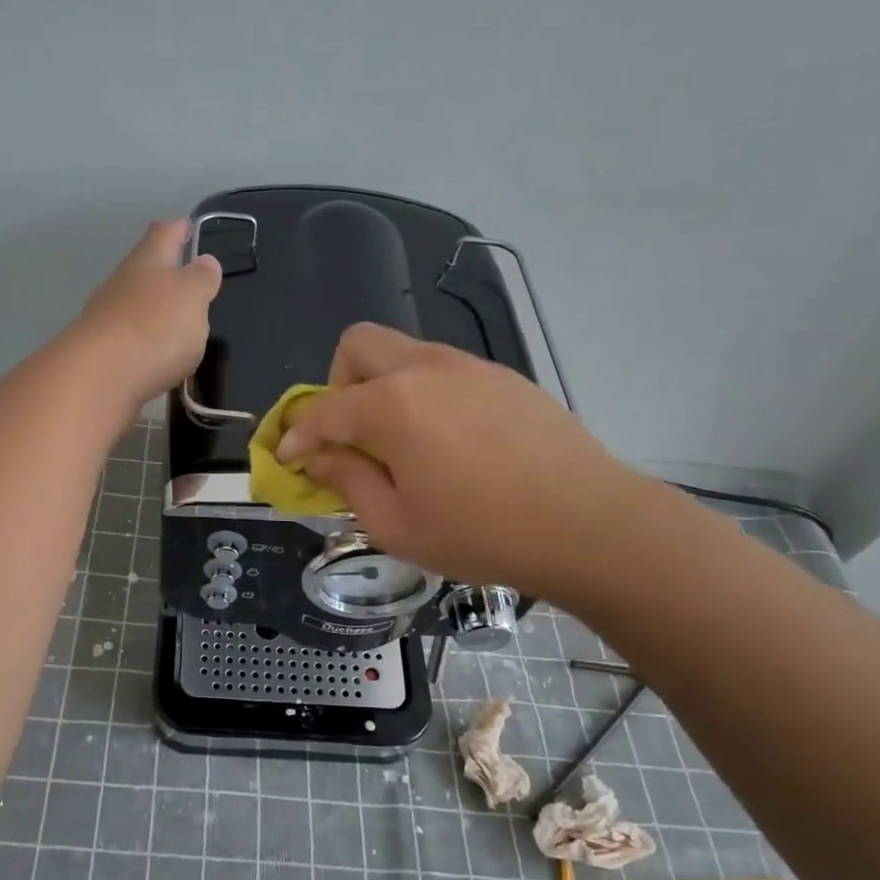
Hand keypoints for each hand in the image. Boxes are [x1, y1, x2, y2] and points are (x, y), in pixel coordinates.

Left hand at [63, 219, 222, 419]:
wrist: (96, 378)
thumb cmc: (153, 328)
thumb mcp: (192, 298)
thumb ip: (201, 279)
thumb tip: (205, 260)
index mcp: (147, 263)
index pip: (163, 236)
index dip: (176, 229)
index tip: (186, 223)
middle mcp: (121, 285)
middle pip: (141, 266)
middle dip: (159, 263)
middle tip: (175, 259)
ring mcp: (106, 319)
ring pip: (131, 301)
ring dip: (148, 301)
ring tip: (168, 307)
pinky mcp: (101, 354)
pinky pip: (127, 336)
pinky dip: (141, 335)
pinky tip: (152, 348)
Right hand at [275, 323, 644, 600]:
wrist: (590, 524)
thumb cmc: (483, 534)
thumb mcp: (397, 525)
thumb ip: (348, 482)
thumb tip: (318, 457)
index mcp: (392, 405)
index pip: (323, 409)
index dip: (297, 435)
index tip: (288, 458)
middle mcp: (426, 369)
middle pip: (358, 344)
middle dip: (336, 383)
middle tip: (348, 433)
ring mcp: (470, 366)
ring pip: (403, 352)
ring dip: (381, 386)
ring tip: (401, 442)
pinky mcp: (504, 377)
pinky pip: (443, 370)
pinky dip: (424, 393)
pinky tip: (449, 441)